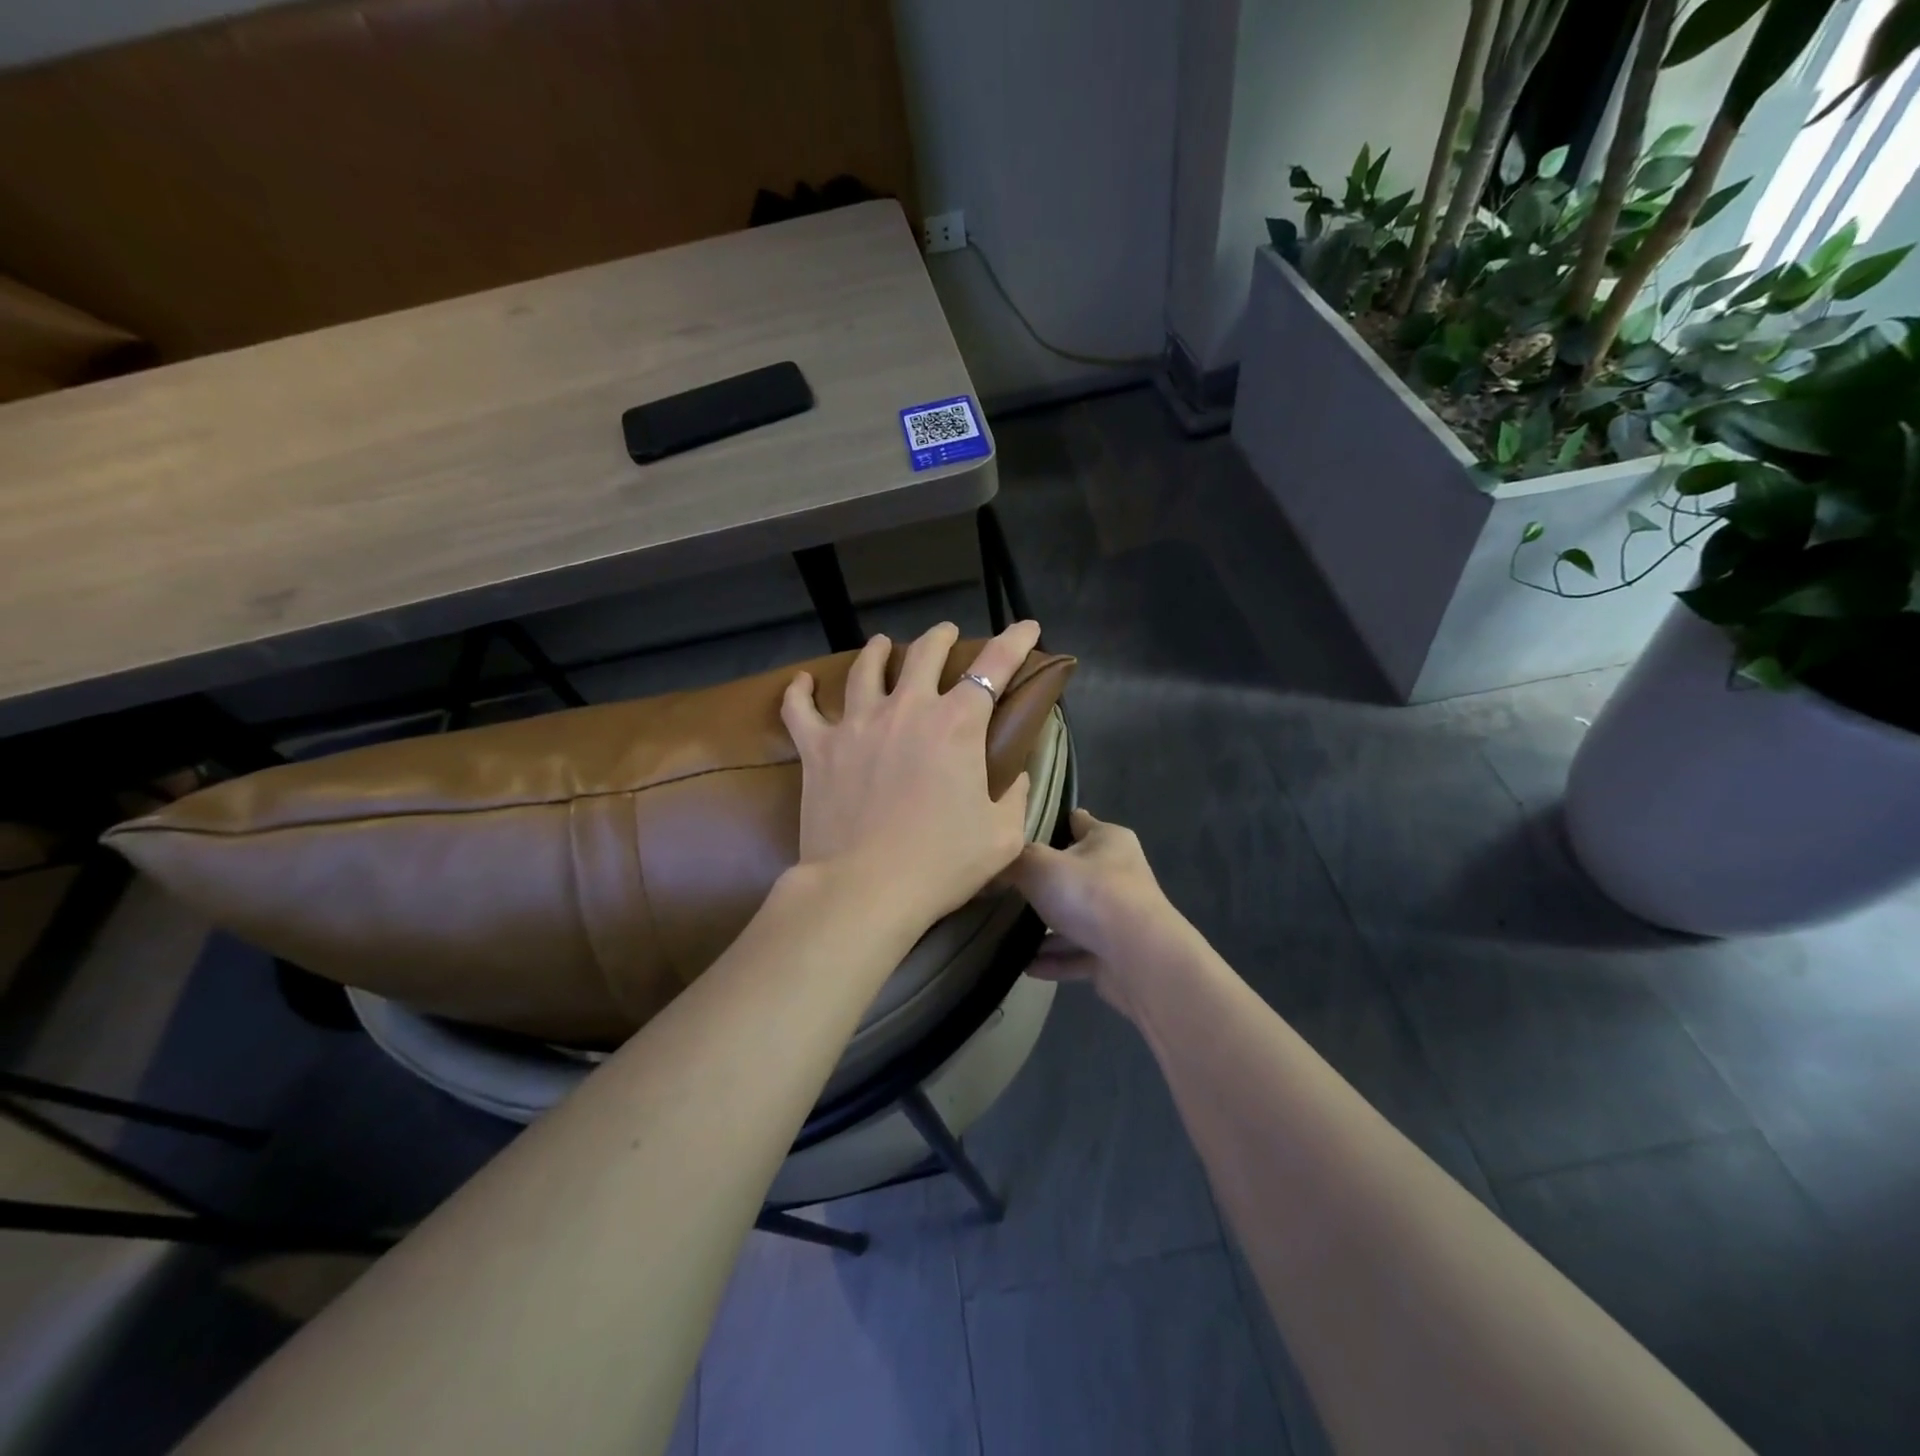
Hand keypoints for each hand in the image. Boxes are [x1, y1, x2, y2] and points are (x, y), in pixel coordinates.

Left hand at [781, 619, 1040, 929]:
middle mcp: (907, 710)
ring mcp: (856, 724)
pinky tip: (800, 682)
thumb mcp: (1002, 835)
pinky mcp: (818, 748)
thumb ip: (1015, 796)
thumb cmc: (942, 863)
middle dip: (941, 637)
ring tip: (883, 644)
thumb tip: (1016, 774)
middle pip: (924, 654)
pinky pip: (801, 709)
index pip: (994, 667)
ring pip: (865, 669)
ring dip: (878, 651)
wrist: (866, 888)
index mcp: (956, 724)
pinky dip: (799, 692)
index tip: (1026, 626)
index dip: (1015, 641)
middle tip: (947, 635)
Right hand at [1010, 808, 1196, 1018]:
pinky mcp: (1117, 954)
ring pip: (1076, 917)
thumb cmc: (1090, 894)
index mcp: (1108, 840)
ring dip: (1047, 927)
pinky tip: (1025, 965)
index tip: (1021, 832)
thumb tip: (991, 866)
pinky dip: (1054, 959)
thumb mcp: (1038, 866)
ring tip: (1009, 932)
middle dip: (1044, 881)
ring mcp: (1120, 916)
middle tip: (1005, 886)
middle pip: (1075, 872)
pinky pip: (1078, 954)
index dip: (1052, 823)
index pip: (1078, 822)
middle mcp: (1119, 873)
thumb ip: (1012, 862)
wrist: (1140, 959)